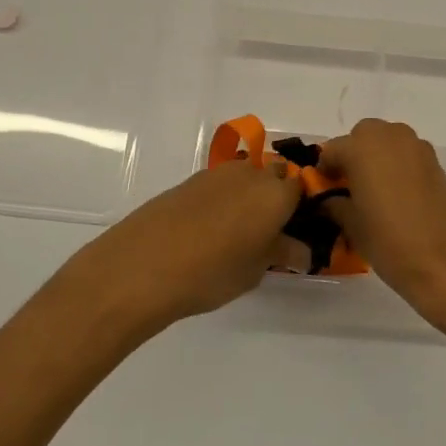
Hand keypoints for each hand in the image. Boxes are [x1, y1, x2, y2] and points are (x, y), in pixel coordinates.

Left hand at [50, 158, 303, 336]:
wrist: (142, 266)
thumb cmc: (212, 272)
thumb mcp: (255, 270)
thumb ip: (282, 253)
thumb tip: (301, 251)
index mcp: (276, 193)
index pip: (302, 189)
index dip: (302, 208)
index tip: (296, 231)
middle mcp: (250, 174)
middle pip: (274, 176)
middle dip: (277, 197)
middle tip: (270, 232)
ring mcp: (216, 174)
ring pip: (245, 177)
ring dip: (249, 196)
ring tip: (239, 233)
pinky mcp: (189, 181)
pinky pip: (220, 185)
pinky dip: (224, 200)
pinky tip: (211, 229)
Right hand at [316, 119, 445, 332]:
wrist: (444, 262)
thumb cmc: (388, 241)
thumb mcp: (351, 225)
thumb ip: (335, 204)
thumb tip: (330, 199)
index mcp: (362, 148)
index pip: (332, 150)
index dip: (325, 170)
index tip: (324, 190)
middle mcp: (390, 138)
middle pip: (363, 136)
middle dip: (353, 155)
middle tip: (349, 186)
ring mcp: (417, 148)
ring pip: (388, 141)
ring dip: (377, 157)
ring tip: (374, 190)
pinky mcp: (436, 163)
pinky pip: (408, 155)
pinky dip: (398, 166)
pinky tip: (398, 196)